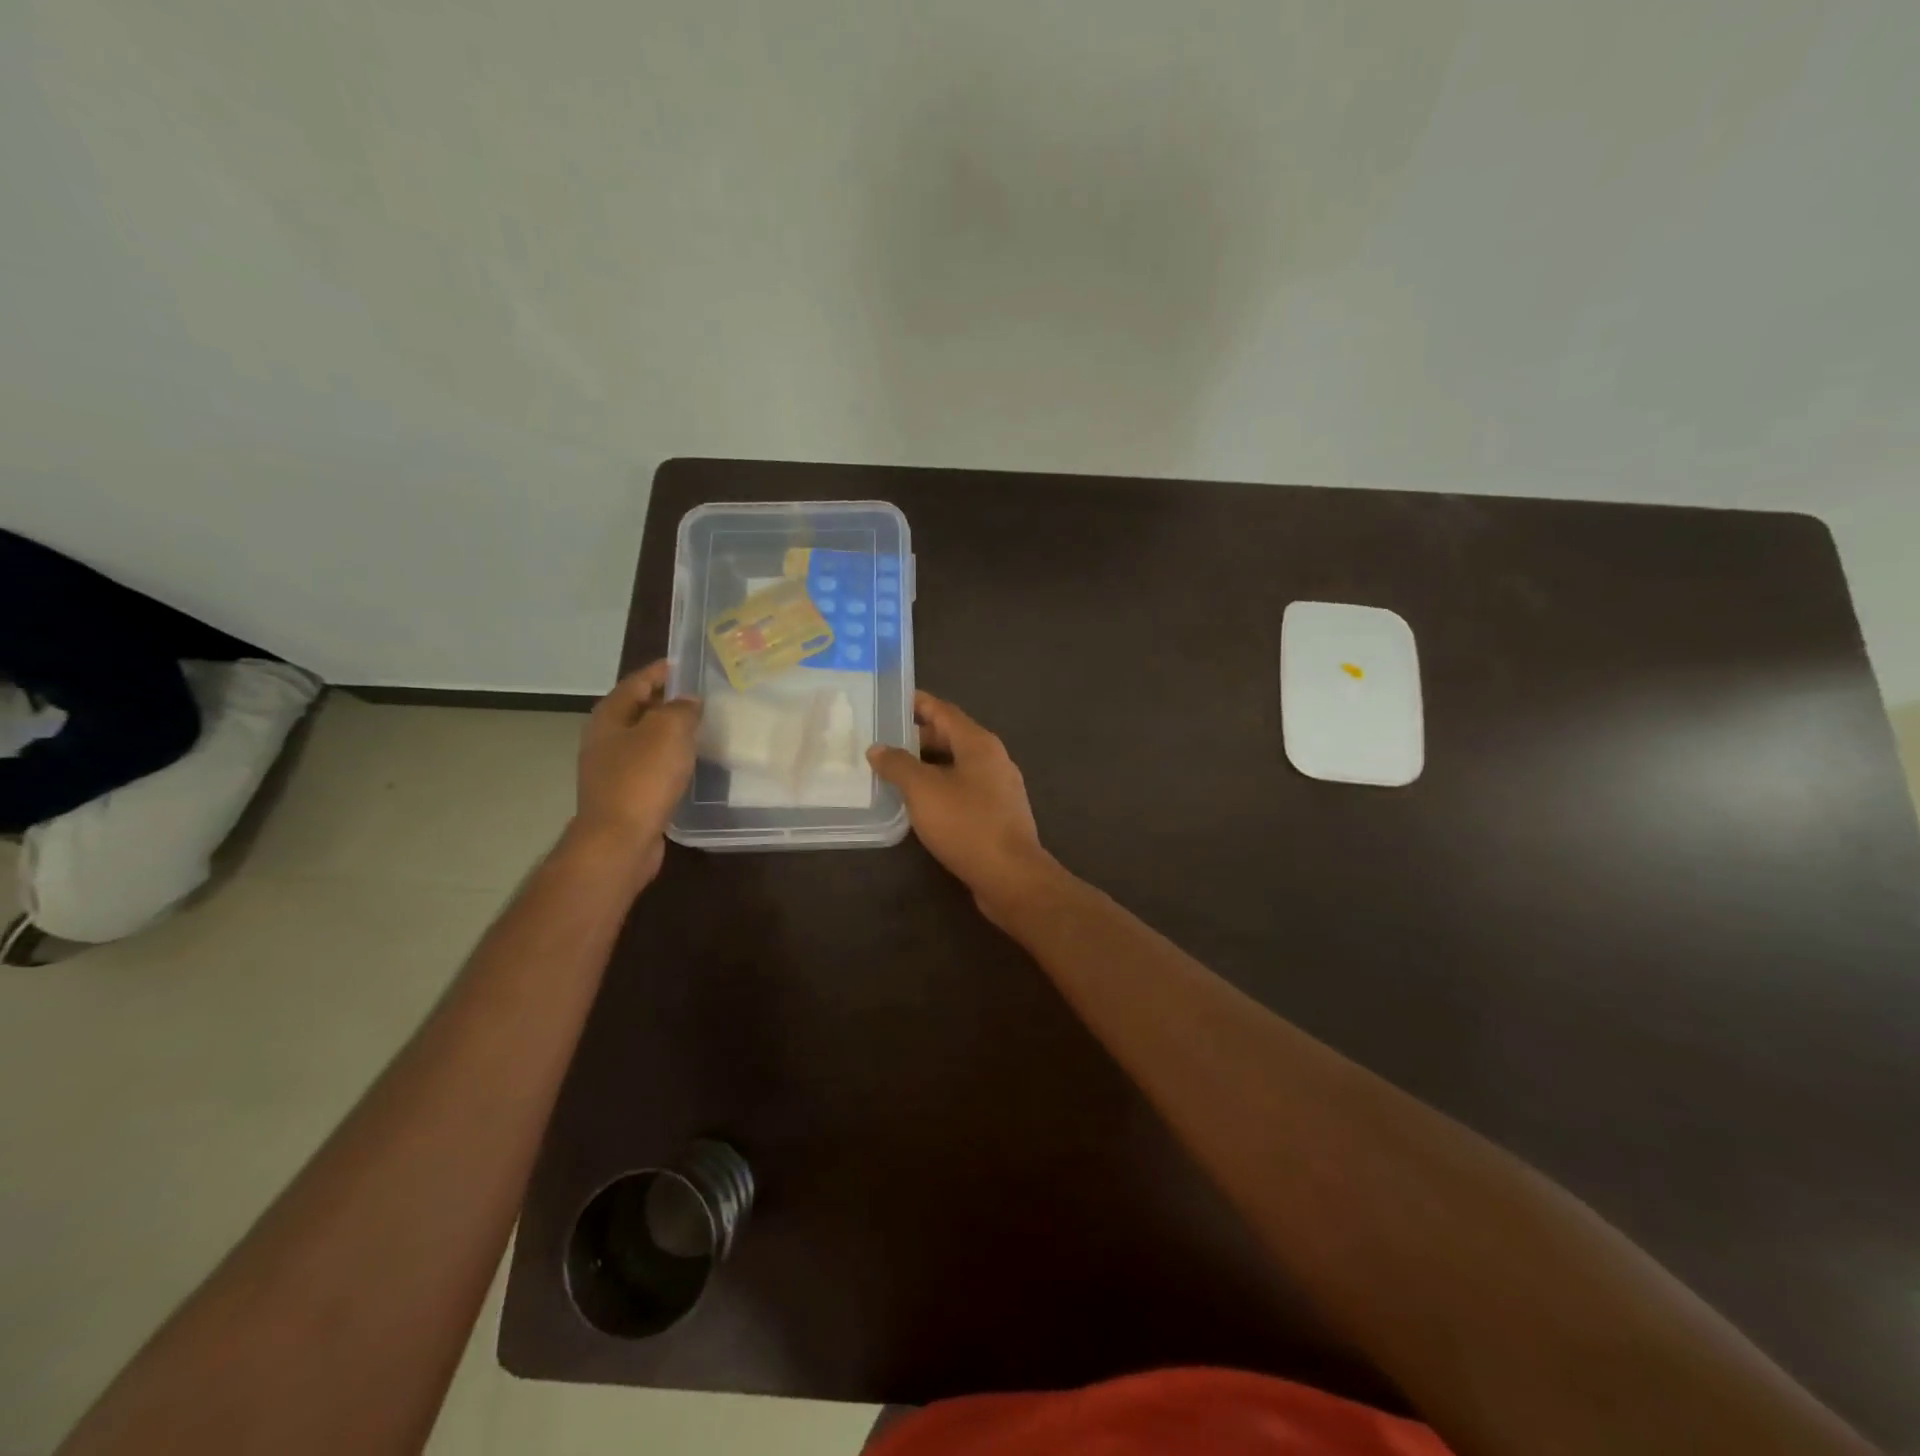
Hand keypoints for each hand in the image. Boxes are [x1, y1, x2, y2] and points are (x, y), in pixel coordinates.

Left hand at [571, 661, 701, 880]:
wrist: (620, 840)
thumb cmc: (642, 778)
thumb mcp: (668, 731)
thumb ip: (681, 709)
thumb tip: (688, 701)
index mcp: (609, 717)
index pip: (637, 682)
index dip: (660, 671)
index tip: (685, 664)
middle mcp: (604, 739)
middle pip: (638, 710)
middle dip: (666, 701)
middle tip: (700, 697)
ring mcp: (611, 769)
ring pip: (644, 740)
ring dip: (668, 732)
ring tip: (700, 728)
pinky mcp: (624, 795)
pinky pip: (650, 766)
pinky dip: (668, 759)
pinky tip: (688, 764)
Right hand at [868, 691, 1057, 919]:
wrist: (1010, 875)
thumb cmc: (966, 824)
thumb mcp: (923, 790)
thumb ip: (898, 765)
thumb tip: (877, 748)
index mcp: (979, 744)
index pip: (944, 711)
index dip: (918, 703)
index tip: (891, 699)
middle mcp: (993, 759)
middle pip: (951, 737)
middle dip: (918, 737)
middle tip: (884, 740)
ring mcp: (998, 788)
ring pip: (957, 765)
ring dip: (927, 765)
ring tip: (894, 771)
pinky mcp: (997, 814)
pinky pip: (963, 789)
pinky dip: (940, 787)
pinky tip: (919, 803)